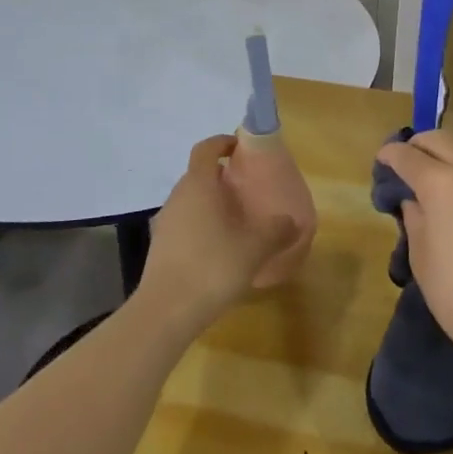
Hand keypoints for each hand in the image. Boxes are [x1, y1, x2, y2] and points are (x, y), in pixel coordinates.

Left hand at [138, 135, 303, 334]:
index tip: (242, 148)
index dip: (223, 142)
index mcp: (199, 185)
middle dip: (223, 177)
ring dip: (212, 203)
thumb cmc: (212, 266)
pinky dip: (202, 226)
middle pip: (199, 175)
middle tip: (248, 189)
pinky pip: (185, 223)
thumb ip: (277, 230)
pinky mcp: (161, 247)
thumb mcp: (255, 248)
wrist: (166, 311)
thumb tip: (292, 221)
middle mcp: (178, 197)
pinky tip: (220, 249)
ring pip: (192, 201)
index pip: (206, 149)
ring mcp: (165, 222)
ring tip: (238, 221)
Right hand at [375, 131, 452, 369]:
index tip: (382, 160)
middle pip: (441, 140)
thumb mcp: (423, 258)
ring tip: (444, 165)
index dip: (391, 155)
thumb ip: (415, 220)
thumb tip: (414, 201)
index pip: (408, 157)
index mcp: (440, 184)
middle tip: (406, 161)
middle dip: (419, 145)